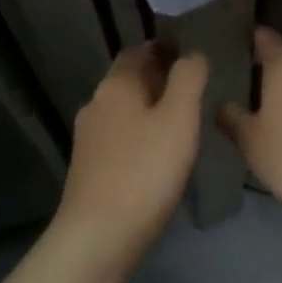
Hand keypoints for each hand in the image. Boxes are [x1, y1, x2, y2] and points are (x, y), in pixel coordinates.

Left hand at [53, 44, 208, 268]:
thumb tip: (193, 54)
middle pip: (128, 80)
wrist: (99, 235)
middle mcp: (96, 104)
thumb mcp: (179, 118)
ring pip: (123, 110)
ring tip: (181, 120)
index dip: (162, 48)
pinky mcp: (89, 167)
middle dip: (157, 78)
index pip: (137, 51)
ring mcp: (88, 138)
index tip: (189, 52)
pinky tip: (158, 153)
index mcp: (116, 86)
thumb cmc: (144, 170)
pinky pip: (119, 138)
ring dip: (149, 108)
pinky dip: (139, 135)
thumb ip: (188, 80)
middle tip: (193, 87)